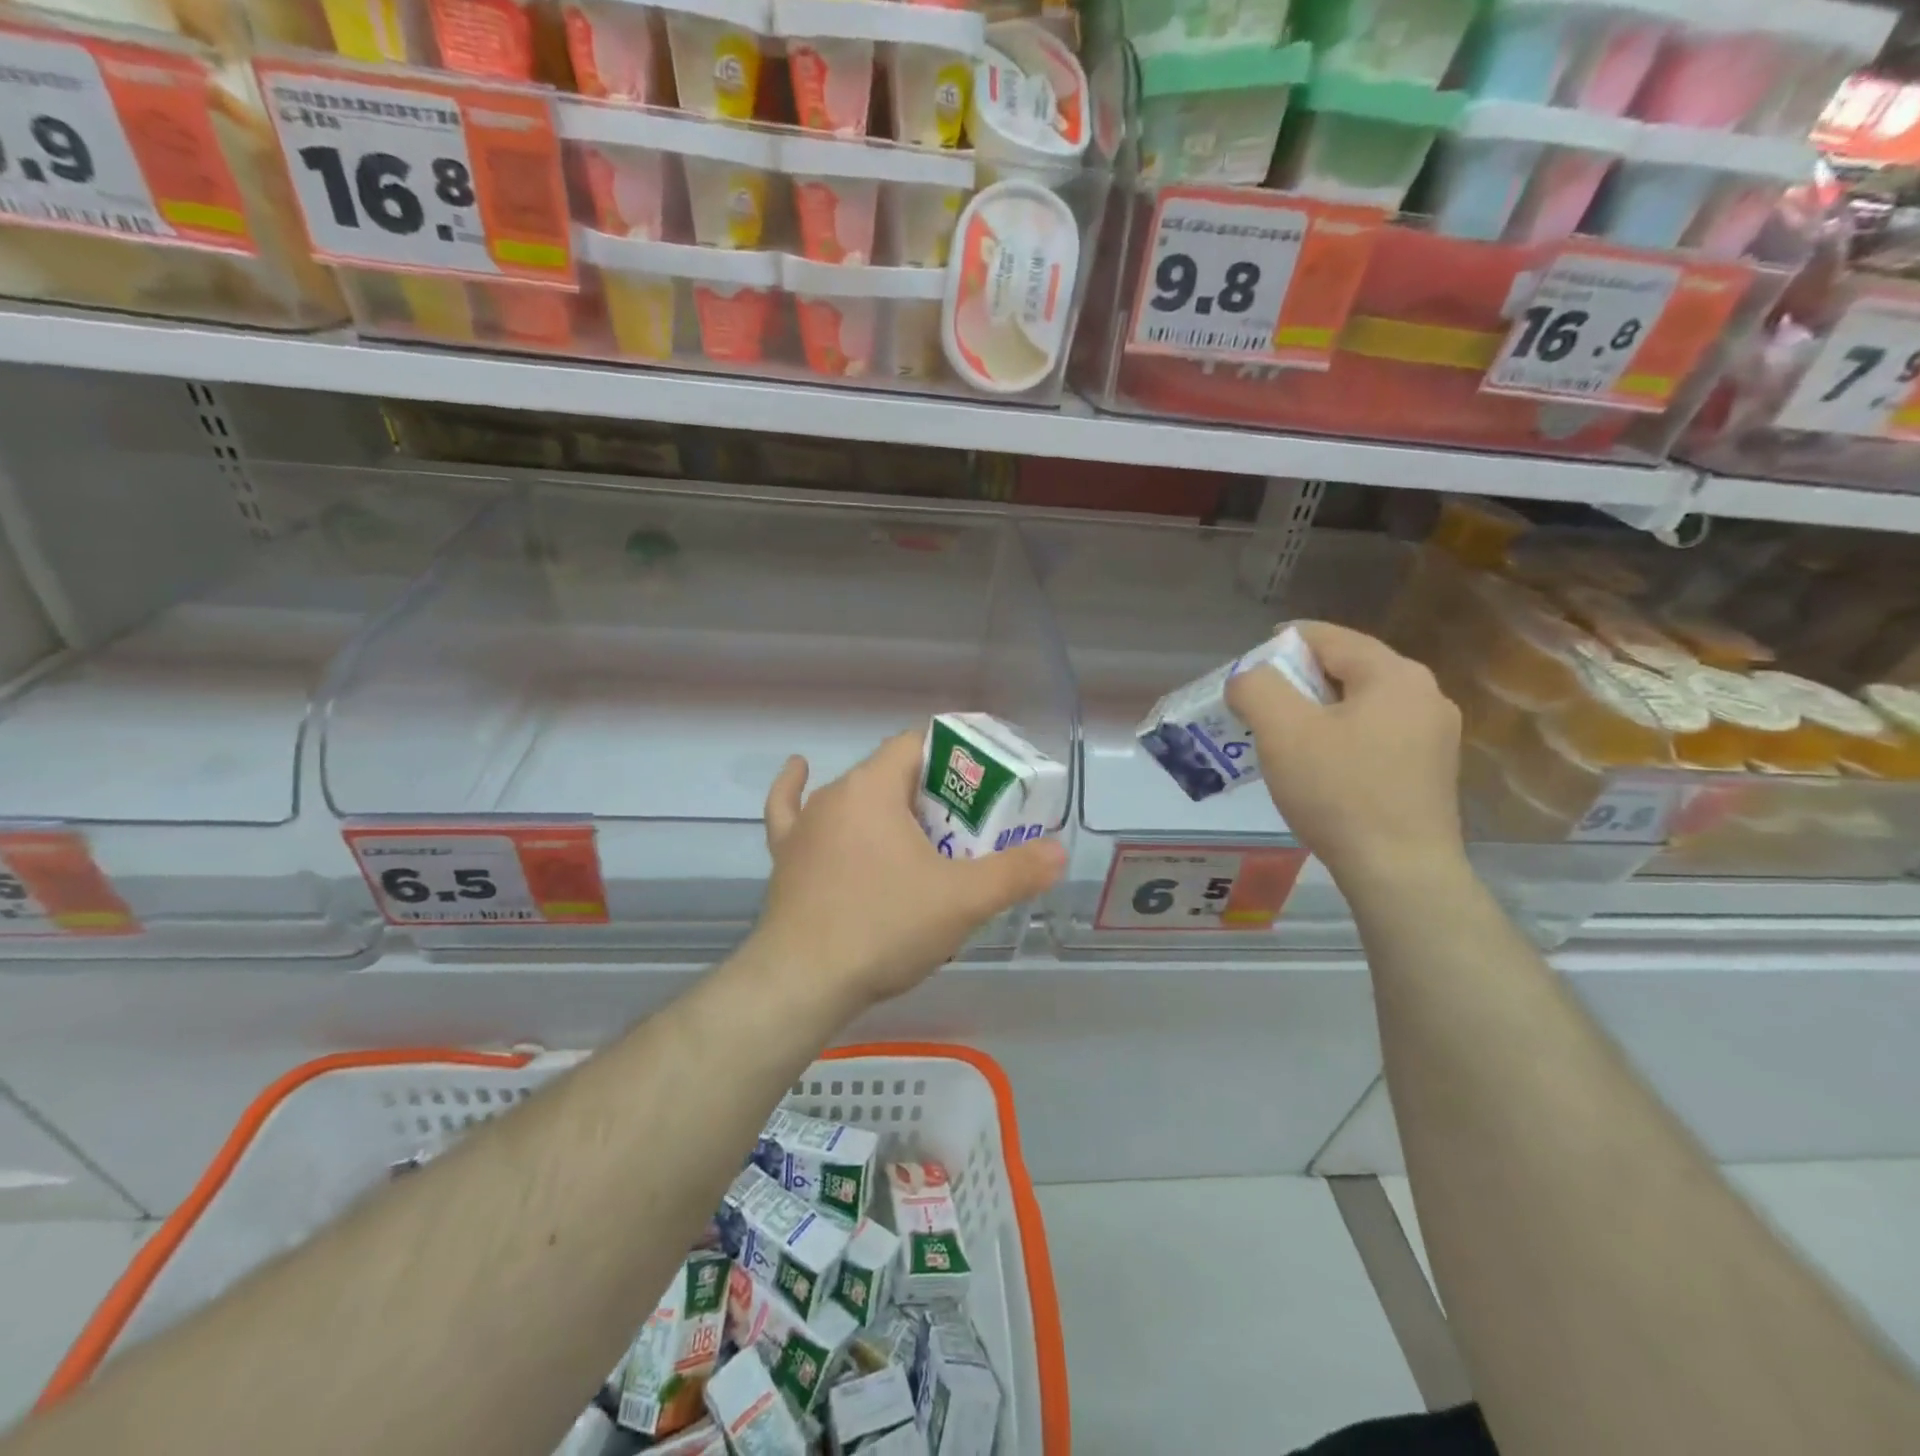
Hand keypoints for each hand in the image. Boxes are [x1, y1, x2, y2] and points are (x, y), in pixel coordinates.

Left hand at [750, 732, 1065, 1010]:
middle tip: (966, 827)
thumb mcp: (963, 900)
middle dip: (930, 792)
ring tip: (916, 830)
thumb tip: (1059, 852)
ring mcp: (805, 825)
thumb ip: (1015, 872)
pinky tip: (800, 774)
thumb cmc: (885, 927)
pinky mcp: (785, 856)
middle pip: (890, 773)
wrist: (803, 981)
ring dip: (884, 806)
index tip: (981, 783)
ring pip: (852, 798)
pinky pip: (791, 811)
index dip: (952, 756)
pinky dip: (797, 792)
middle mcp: (835, 794)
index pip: (916, 745)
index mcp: (875, 787)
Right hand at [1225, 622, 1464, 886]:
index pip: (1330, 638)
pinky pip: (1376, 734)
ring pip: (1363, 704)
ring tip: (1285, 736)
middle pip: (1348, 668)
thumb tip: (1249, 678)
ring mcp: (1435, 735)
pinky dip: (1342, 736)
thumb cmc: (1339, 792)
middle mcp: (1425, 695)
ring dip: (1320, 711)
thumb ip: (1256, 688)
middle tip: (1261, 703)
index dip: (1284, 642)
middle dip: (1299, 680)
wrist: (1399, 871)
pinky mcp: (1432, 770)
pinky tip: (1321, 766)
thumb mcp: (1282, 732)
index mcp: (1394, 675)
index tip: (1250, 664)